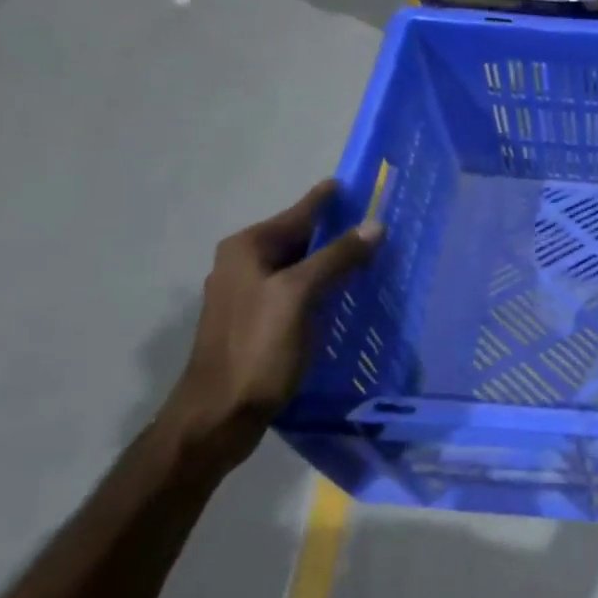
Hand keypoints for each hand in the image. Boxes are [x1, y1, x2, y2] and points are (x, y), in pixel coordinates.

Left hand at [158, 180, 381, 467]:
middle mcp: (242, 264)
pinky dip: (322, 286)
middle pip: (299, 238)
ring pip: (299, 266)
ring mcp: (248, 295)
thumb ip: (337, 257)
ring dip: (331, 261)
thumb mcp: (300, 296)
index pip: (298, 212)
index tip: (357, 184)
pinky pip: (296, 290)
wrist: (220, 413)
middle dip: (336, 231)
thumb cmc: (258, 348)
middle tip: (377, 225)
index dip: (329, 199)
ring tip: (370, 256)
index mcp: (247, 249)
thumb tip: (374, 225)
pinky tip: (344, 295)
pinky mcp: (257, 322)